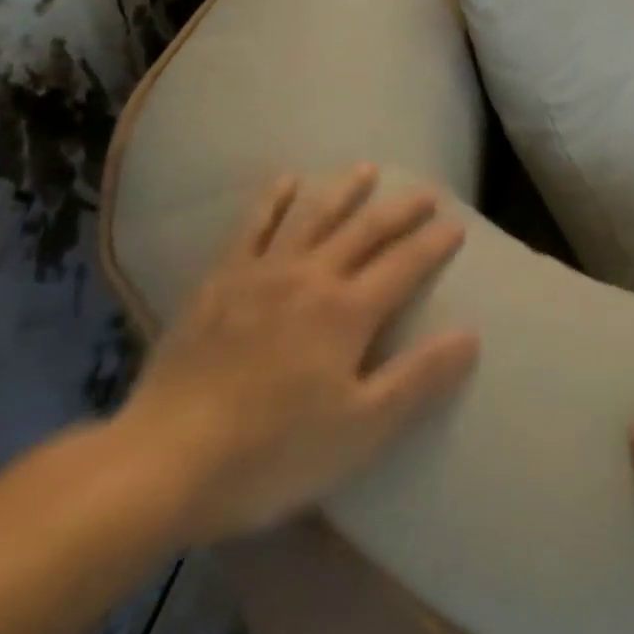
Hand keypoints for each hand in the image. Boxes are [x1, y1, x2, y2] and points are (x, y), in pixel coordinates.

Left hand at [110, 166, 479, 543]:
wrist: (162, 463)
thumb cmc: (270, 454)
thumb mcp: (360, 430)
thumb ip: (418, 379)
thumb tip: (471, 334)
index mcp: (349, 311)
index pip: (406, 263)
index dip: (434, 243)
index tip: (457, 225)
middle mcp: (313, 275)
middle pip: (367, 230)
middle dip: (402, 209)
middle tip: (427, 192)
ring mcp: (263, 272)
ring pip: (314, 215)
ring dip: (344, 190)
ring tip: (366, 170)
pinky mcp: (221, 280)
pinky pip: (253, 225)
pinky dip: (273, 199)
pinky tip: (285, 181)